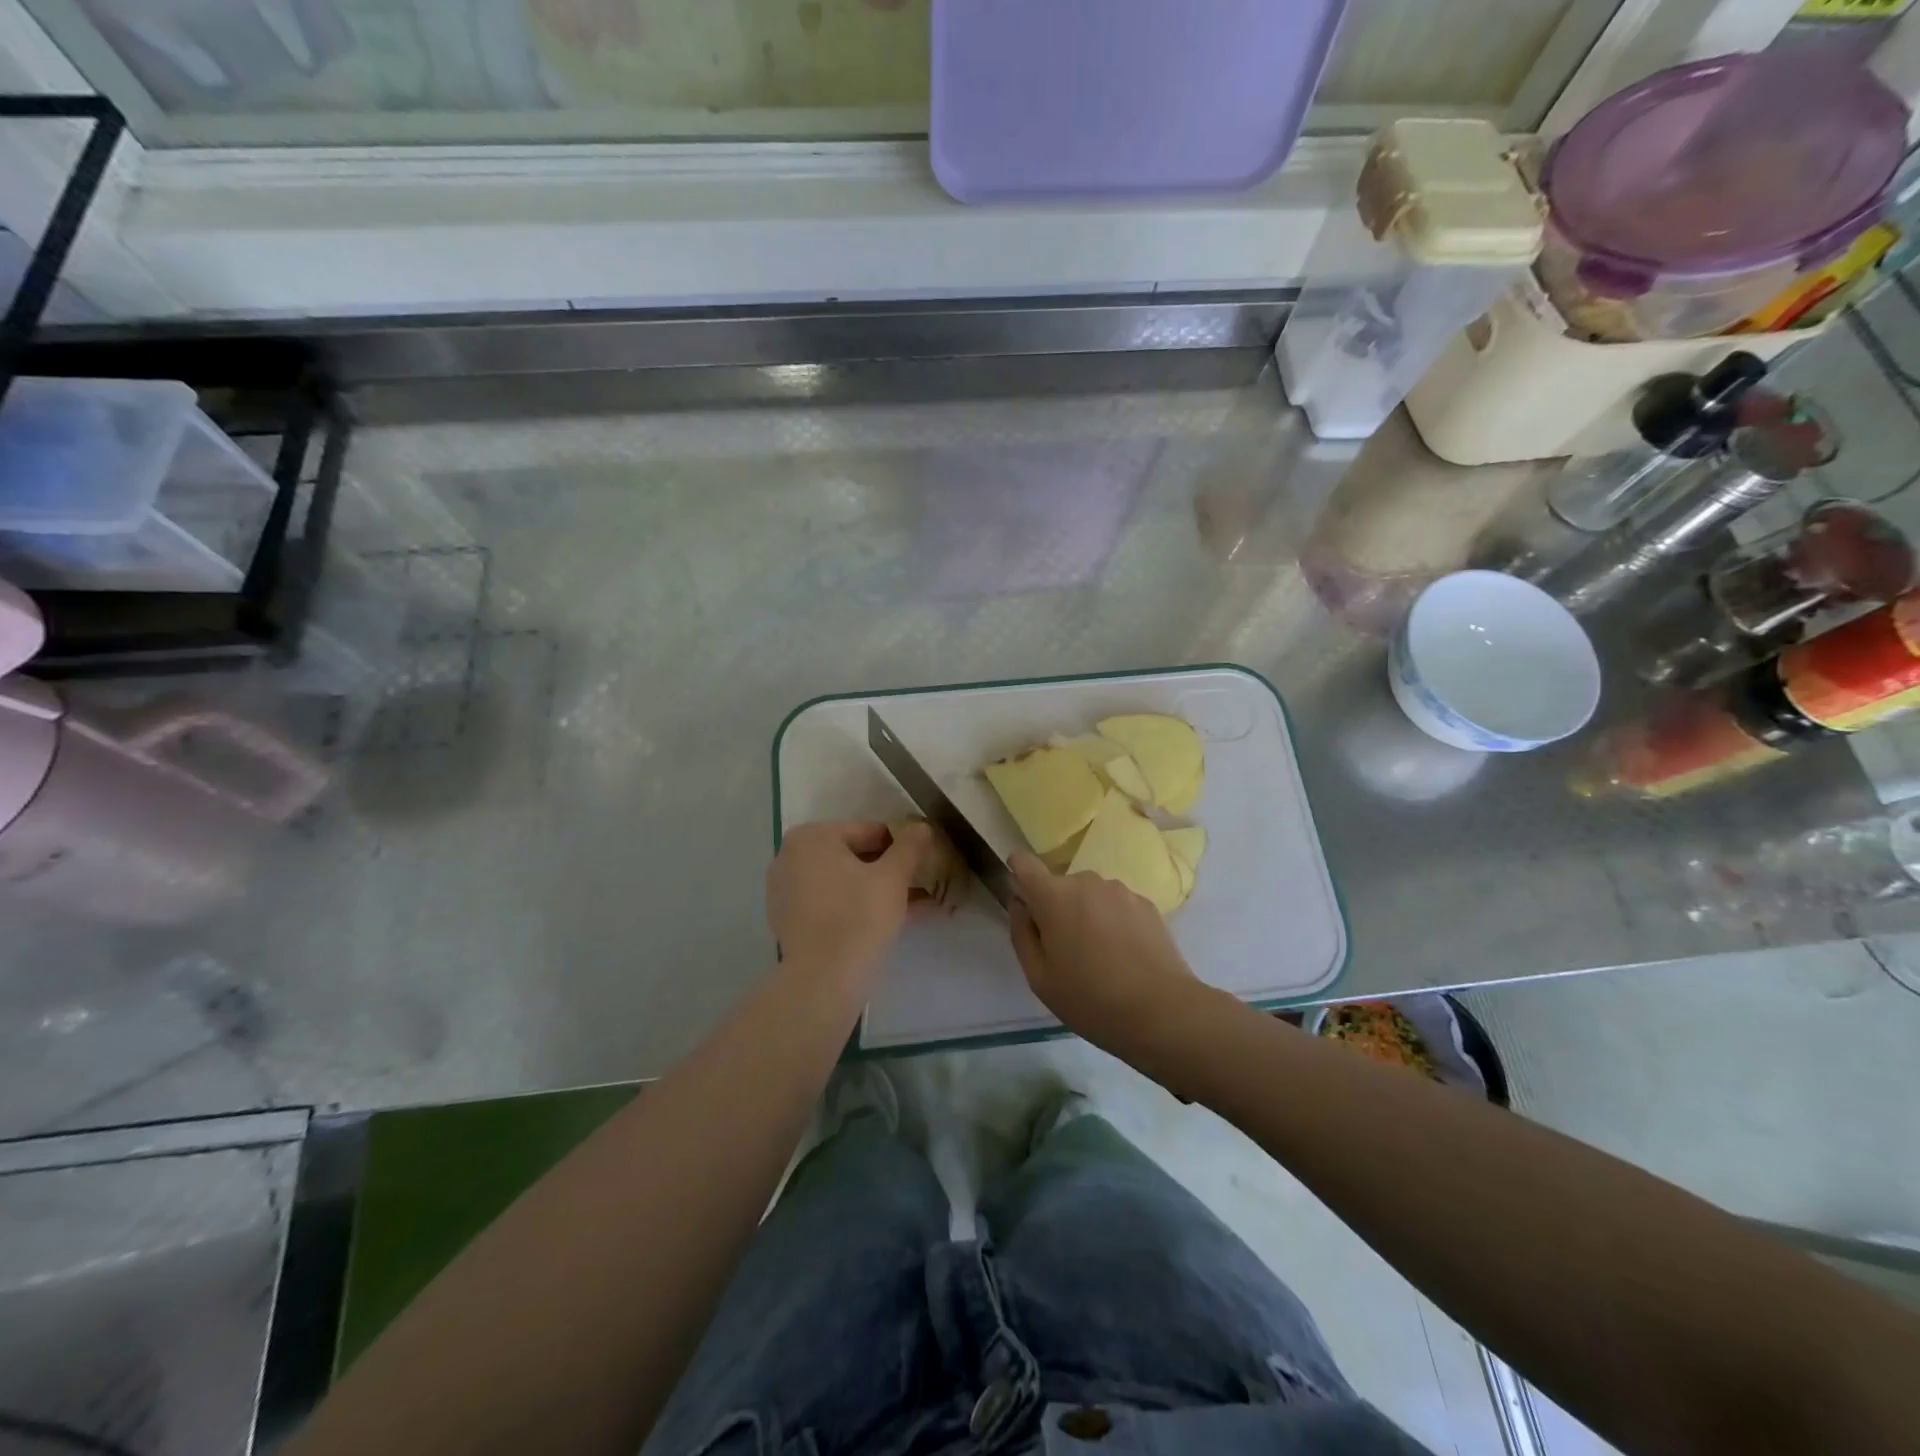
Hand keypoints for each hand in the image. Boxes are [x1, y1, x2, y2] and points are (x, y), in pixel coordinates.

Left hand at [767, 819, 934, 987]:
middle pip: (852, 856)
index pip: (868, 831)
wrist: (823, 981)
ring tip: (912, 905)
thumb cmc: (858, 917)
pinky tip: (887, 922)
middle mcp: (790, 858)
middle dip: (887, 870)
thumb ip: (909, 846)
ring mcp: (785, 891)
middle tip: (919, 884)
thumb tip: (921, 826)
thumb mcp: (893, 877)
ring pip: (842, 883)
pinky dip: (855, 908)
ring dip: (875, 890)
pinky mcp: (788, 922)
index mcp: (811, 837)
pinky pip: (830, 905)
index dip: (900, 846)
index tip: (922, 863)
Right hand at [1009, 854, 1202, 1049]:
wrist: (1162, 1011)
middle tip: (1065, 951)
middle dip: (1055, 908)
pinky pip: (1116, 905)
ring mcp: (1120, 890)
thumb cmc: (1090, 999)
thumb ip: (1021, 932)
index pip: (1024, 863)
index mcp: (1054, 896)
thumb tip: (1020, 904)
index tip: (1023, 900)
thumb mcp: (1039, 977)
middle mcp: (1086, 881)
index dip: (1018, 875)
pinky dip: (1112, 921)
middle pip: (1059, 886)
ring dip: (1086, 914)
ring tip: (1099, 956)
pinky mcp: (1146, 903)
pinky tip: (1124, 955)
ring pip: (1089, 895)